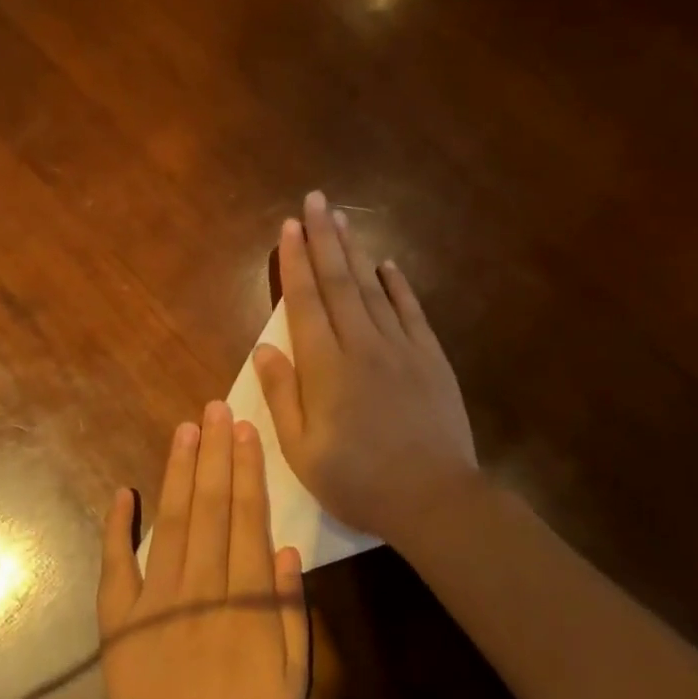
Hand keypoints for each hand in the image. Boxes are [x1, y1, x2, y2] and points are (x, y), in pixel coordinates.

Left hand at [97, 401, 310, 698]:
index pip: (248, 518)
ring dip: (178, 473)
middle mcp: (200, 586)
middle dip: (213, 454)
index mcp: (246, 600)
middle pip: (210, 507)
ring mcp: (154, 601)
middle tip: (213, 408)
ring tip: (184, 431)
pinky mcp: (119, 622)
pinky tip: (122, 492)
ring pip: (171, 522)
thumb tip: (287, 550)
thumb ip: (291, 613)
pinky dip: (116, 527)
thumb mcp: (293, 682)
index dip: (247, 470)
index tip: (244, 431)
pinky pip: (115, 565)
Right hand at [252, 191, 479, 544]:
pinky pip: (411, 311)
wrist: (434, 498)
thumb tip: (264, 349)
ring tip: (342, 218)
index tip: (288, 227)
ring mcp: (402, 348)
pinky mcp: (431, 359)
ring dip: (355, 251)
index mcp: (326, 368)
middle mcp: (363, 345)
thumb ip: (282, 396)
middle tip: (315, 200)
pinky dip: (398, 285)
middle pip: (339, 282)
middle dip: (324, 239)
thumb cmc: (358, 481)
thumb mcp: (302, 451)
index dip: (295, 262)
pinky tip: (388, 265)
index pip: (305, 303)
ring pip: (373, 288)